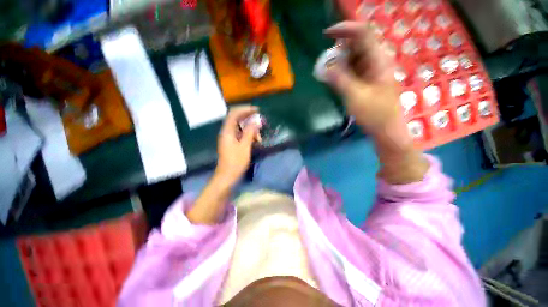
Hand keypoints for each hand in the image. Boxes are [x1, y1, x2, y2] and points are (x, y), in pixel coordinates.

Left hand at [215, 106, 259, 186]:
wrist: (227, 176)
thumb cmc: (236, 162)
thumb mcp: (245, 146)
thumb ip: (249, 132)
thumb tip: (255, 122)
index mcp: (227, 131)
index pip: (234, 113)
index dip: (245, 109)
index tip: (257, 110)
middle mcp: (226, 132)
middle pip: (236, 118)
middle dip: (249, 118)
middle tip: (260, 121)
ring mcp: (228, 137)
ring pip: (240, 127)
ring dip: (250, 128)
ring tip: (259, 136)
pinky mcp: (231, 143)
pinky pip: (240, 133)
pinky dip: (248, 134)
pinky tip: (255, 140)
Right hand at [323, 21, 428, 183]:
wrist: (386, 129)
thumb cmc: (374, 114)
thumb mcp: (355, 97)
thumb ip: (340, 80)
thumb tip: (325, 68)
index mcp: (378, 60)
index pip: (362, 33)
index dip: (344, 29)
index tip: (326, 35)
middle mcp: (376, 61)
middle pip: (357, 43)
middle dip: (339, 49)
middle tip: (326, 62)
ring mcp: (372, 70)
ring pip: (354, 56)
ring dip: (339, 61)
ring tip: (329, 72)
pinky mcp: (368, 79)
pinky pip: (353, 68)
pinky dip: (342, 70)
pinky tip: (336, 79)